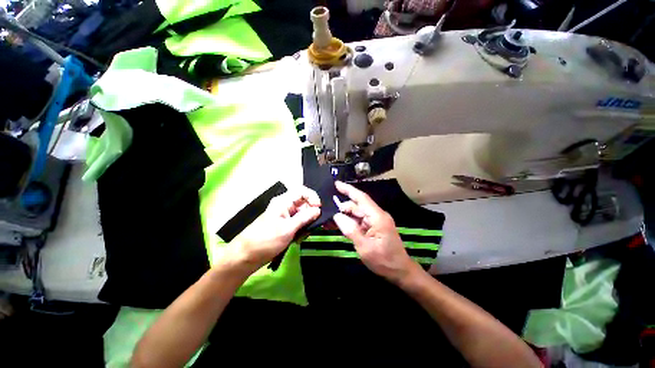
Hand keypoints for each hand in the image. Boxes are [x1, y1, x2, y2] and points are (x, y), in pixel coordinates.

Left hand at [232, 186, 320, 270]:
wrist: (247, 257)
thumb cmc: (266, 240)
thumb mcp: (288, 229)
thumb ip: (305, 218)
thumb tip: (318, 210)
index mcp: (284, 201)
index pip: (302, 191)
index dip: (313, 197)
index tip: (320, 209)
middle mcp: (285, 206)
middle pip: (305, 204)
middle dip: (311, 215)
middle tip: (314, 227)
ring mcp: (285, 216)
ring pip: (303, 215)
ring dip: (306, 225)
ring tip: (301, 237)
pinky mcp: (285, 225)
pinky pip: (299, 223)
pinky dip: (301, 230)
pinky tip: (297, 240)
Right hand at [332, 181, 420, 283]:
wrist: (401, 272)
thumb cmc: (384, 261)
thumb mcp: (364, 248)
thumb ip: (350, 230)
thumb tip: (337, 216)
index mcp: (377, 217)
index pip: (361, 198)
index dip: (348, 190)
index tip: (336, 184)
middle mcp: (377, 215)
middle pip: (357, 206)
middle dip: (343, 207)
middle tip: (327, 211)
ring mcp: (376, 221)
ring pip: (358, 213)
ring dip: (345, 215)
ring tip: (331, 220)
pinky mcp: (375, 227)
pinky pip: (360, 221)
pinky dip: (350, 222)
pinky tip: (341, 225)